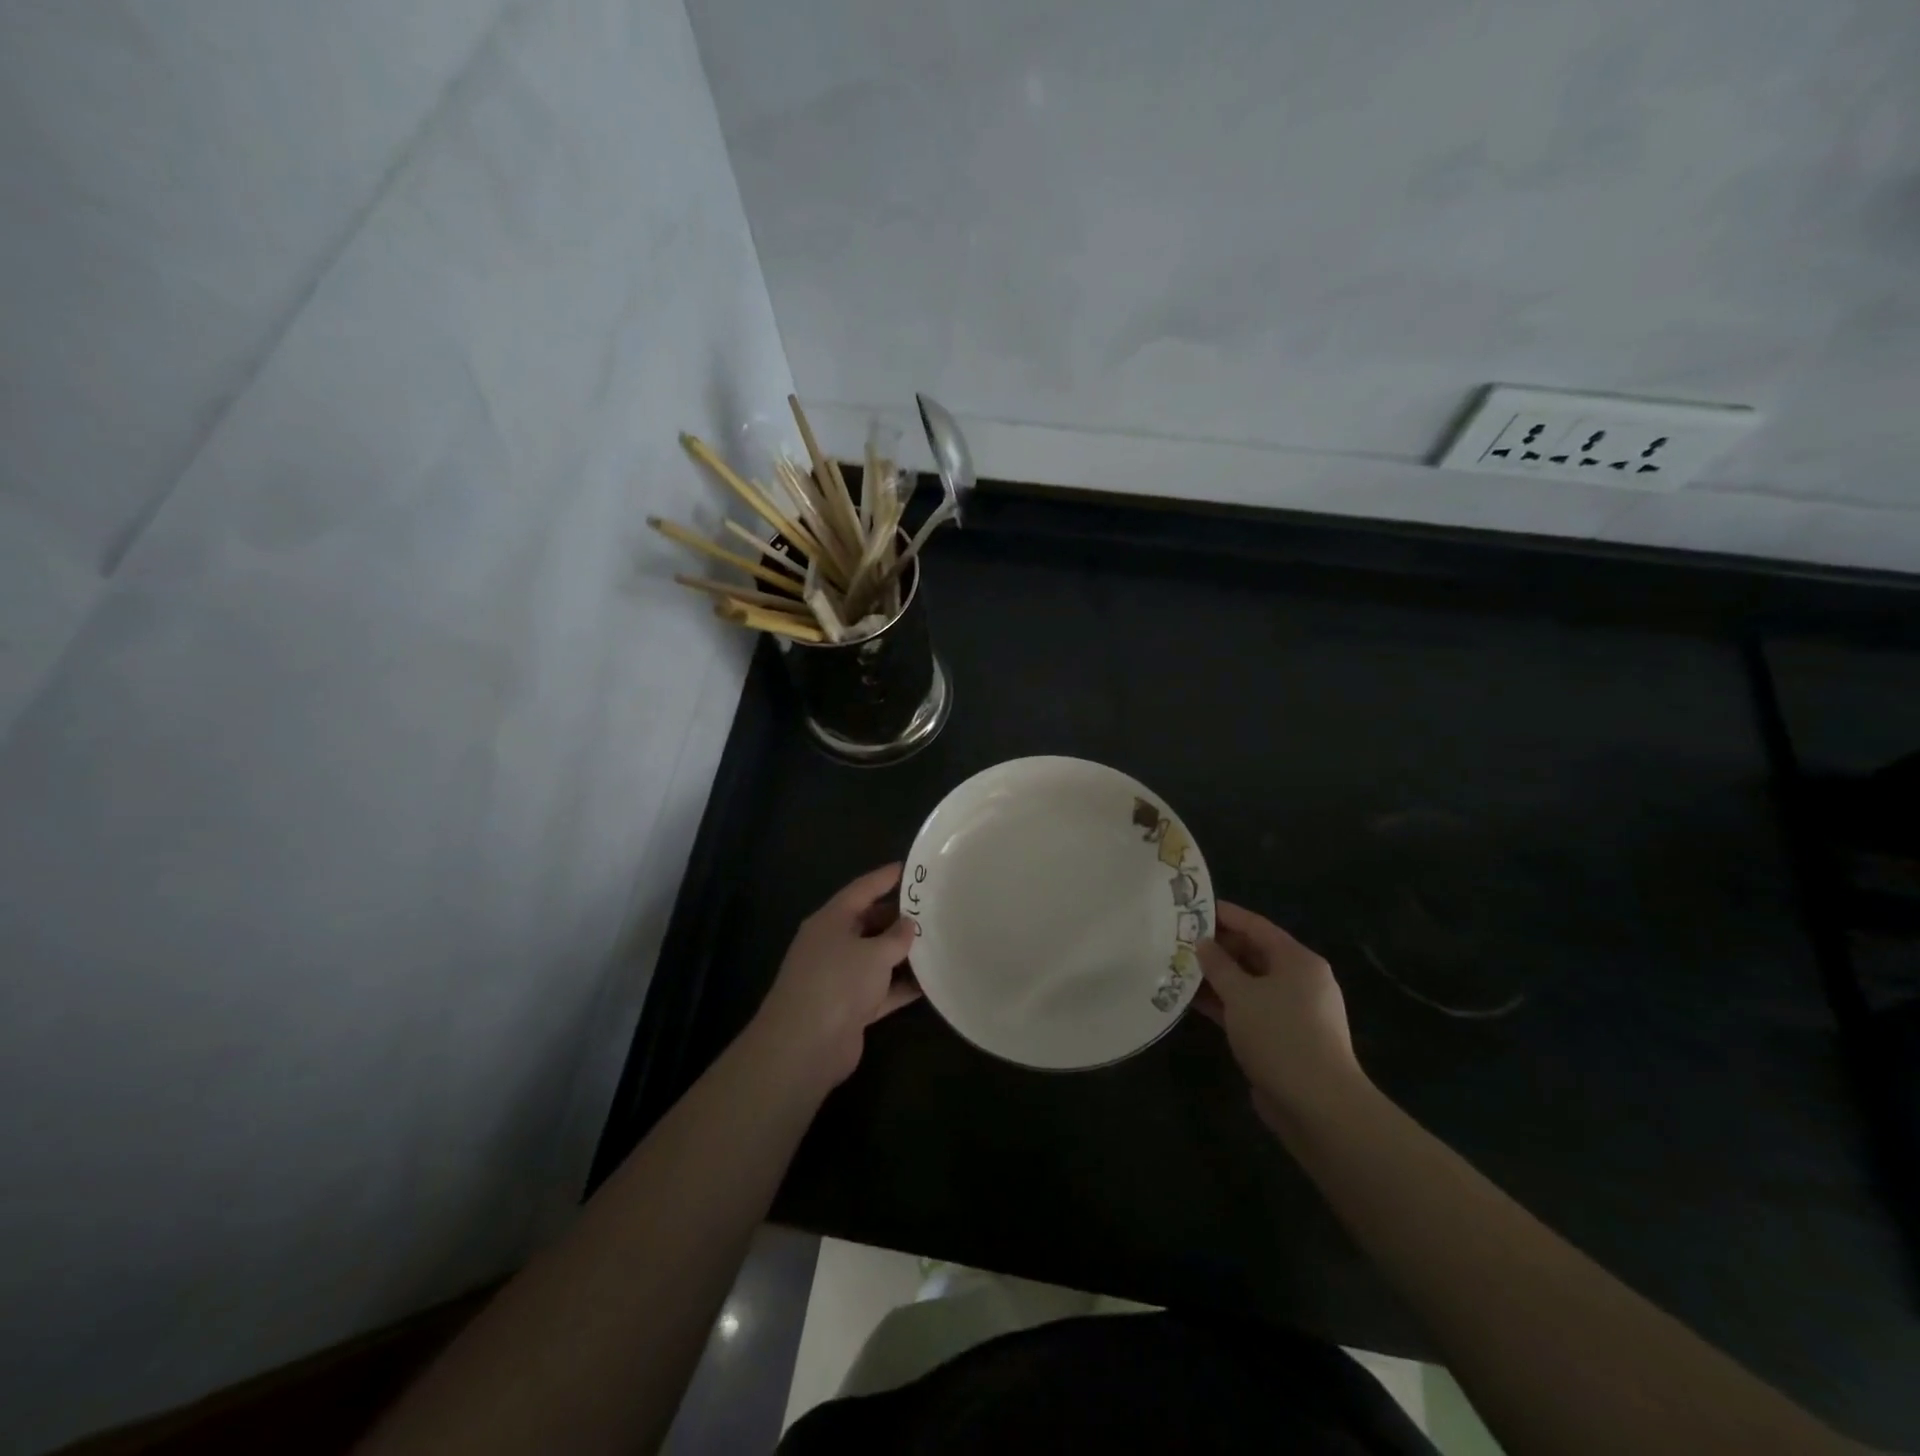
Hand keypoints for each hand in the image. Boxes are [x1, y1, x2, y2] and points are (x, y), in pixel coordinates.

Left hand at [749, 864, 920, 1090]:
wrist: (805, 1046)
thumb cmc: (838, 983)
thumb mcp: (874, 953)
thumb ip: (896, 937)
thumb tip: (908, 924)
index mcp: (830, 921)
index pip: (861, 890)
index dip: (885, 878)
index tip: (910, 868)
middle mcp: (832, 944)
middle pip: (869, 923)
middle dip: (898, 917)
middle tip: (933, 908)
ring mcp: (839, 978)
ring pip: (876, 957)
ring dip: (902, 954)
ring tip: (938, 941)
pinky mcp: (849, 1008)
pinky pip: (881, 989)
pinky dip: (901, 986)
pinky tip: (930, 983)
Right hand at [1195, 901, 1366, 1132]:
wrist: (1319, 1107)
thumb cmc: (1280, 1036)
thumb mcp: (1242, 994)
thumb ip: (1218, 965)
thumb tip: (1203, 943)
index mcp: (1298, 961)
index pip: (1256, 926)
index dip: (1225, 915)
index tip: (1192, 907)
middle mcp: (1299, 981)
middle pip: (1253, 953)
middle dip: (1216, 948)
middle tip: (1178, 940)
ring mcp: (1291, 1011)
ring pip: (1248, 984)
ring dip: (1216, 978)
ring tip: (1177, 967)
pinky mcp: (1281, 1038)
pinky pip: (1248, 1009)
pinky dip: (1223, 1003)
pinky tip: (1191, 1000)